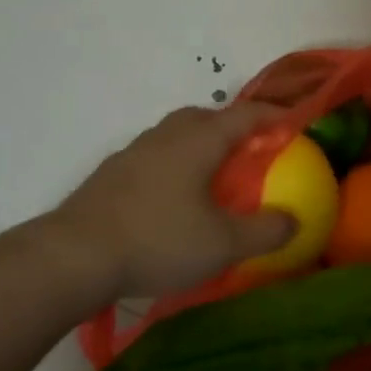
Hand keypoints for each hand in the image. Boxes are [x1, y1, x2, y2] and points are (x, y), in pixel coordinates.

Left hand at [54, 103, 294, 298]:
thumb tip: (293, 220)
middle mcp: (167, 135)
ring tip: (213, 175)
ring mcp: (135, 151)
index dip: (274, 115)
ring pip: (177, 134)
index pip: (246, 115)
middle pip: (207, 116)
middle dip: (234, 127)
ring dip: (200, 144)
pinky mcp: (112, 173)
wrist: (75, 255)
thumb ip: (265, 231)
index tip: (295, 123)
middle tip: (251, 152)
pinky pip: (155, 155)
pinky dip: (174, 164)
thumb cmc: (157, 240)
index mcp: (199, 140)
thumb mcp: (222, 244)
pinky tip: (172, 198)